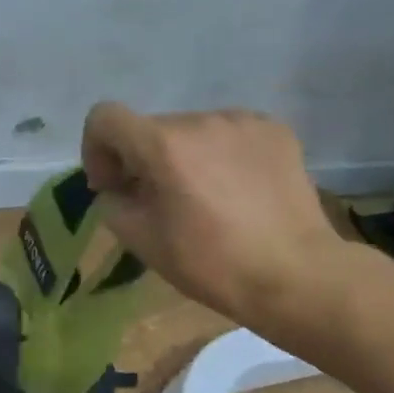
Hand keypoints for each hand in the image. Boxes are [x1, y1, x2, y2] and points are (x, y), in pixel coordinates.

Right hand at [81, 103, 352, 336]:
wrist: (296, 275)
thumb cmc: (211, 264)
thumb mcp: (142, 241)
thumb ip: (113, 203)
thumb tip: (118, 187)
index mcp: (163, 145)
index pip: (105, 117)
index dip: (96, 149)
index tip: (113, 185)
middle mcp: (201, 120)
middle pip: (150, 128)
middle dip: (142, 159)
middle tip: (158, 201)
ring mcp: (242, 121)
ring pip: (190, 130)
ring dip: (182, 156)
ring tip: (203, 197)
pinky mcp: (275, 130)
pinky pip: (228, 134)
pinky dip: (219, 155)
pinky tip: (236, 190)